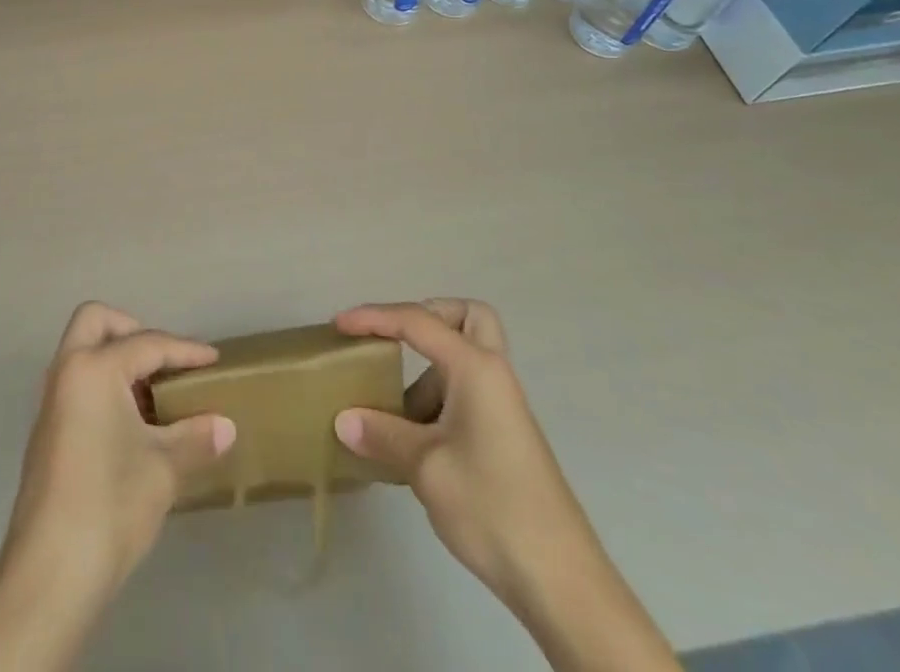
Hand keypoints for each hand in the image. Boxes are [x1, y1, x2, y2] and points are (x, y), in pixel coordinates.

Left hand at [0, 303, 235, 671]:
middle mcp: (66, 373)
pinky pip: (78, 384)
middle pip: (96, 322)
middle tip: (164, 362)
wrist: (49, 578)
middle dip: (132, 330)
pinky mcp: (46, 433)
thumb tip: (226, 426)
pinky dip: (104, 386)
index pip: (147, 343)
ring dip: (117, 360)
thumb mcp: (163, 469)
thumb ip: (195, 437)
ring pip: (82, 353)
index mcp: (93, 368)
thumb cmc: (109, 506)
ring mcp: (51, 403)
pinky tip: (132, 425)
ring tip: (155, 395)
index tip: (214, 358)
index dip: (185, 350)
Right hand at [331, 299, 598, 610]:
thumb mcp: (425, 468)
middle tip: (395, 341)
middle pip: (467, 318)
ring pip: (464, 360)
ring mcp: (503, 407)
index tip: (338, 325)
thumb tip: (343, 420)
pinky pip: (467, 394)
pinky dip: (439, 402)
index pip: (417, 321)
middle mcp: (494, 375)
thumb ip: (382, 435)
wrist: (562, 582)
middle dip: (429, 317)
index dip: (374, 318)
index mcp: (476, 368)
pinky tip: (413, 443)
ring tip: (391, 412)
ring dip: (428, 372)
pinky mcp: (505, 437)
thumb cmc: (492, 507)